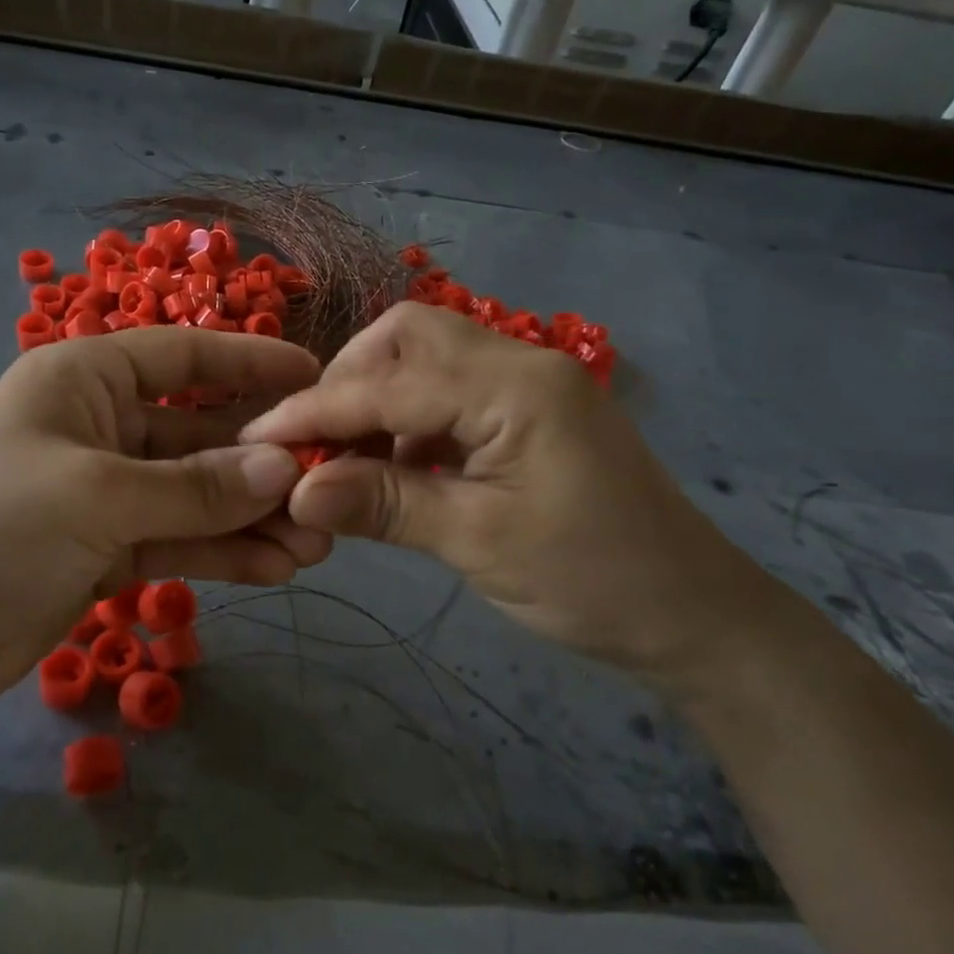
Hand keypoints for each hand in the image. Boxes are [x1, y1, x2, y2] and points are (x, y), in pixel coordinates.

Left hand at [0, 329, 328, 717]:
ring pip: (195, 495)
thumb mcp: (96, 497)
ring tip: (315, 544)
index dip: (250, 363)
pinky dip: (222, 552)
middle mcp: (100, 426)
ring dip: (251, 517)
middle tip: (329, 491)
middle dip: (262, 464)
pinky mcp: (107, 547)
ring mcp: (105, 491)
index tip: (314, 378)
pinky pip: (178, 538)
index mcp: (85, 380)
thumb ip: (195, 487)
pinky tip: (274, 569)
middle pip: (199, 434)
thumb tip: (283, 469)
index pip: (184, 356)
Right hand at [240, 304, 788, 685]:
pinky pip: (452, 393)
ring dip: (377, 399)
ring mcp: (530, 384)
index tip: (257, 441)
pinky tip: (394, 467)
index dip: (316, 412)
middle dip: (349, 381)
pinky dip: (409, 420)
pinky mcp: (531, 413)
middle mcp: (522, 363)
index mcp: (515, 387)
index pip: (389, 383)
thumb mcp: (478, 542)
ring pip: (429, 360)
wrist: (696, 616)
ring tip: (345, 459)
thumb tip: (295, 491)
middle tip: (314, 442)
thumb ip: (383, 504)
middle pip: (410, 336)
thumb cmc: (593, 582)